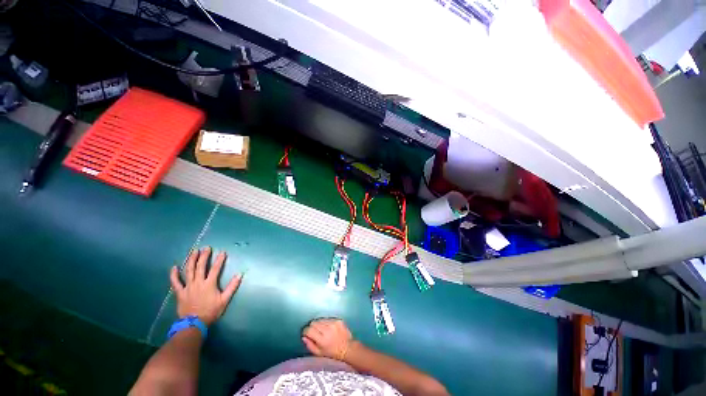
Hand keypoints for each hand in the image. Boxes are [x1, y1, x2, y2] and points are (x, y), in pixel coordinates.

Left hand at [170, 247, 242, 325]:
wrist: (194, 323)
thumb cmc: (211, 311)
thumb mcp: (224, 300)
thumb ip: (232, 286)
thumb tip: (240, 274)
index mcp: (209, 284)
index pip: (215, 269)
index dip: (219, 260)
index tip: (222, 252)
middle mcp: (198, 282)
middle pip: (200, 266)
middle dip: (204, 256)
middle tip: (206, 248)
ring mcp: (188, 287)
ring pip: (188, 271)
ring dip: (191, 260)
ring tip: (194, 251)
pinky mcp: (180, 292)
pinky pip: (175, 282)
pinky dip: (174, 275)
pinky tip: (174, 267)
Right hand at [302, 318, 353, 360]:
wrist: (348, 348)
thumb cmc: (332, 353)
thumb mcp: (319, 353)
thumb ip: (310, 345)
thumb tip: (303, 337)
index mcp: (322, 339)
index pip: (309, 330)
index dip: (305, 331)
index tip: (306, 334)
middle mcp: (327, 329)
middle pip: (314, 322)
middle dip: (312, 327)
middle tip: (314, 332)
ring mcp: (334, 323)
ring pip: (320, 319)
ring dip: (319, 324)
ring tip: (322, 330)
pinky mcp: (338, 320)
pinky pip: (328, 318)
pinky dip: (326, 323)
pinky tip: (329, 328)